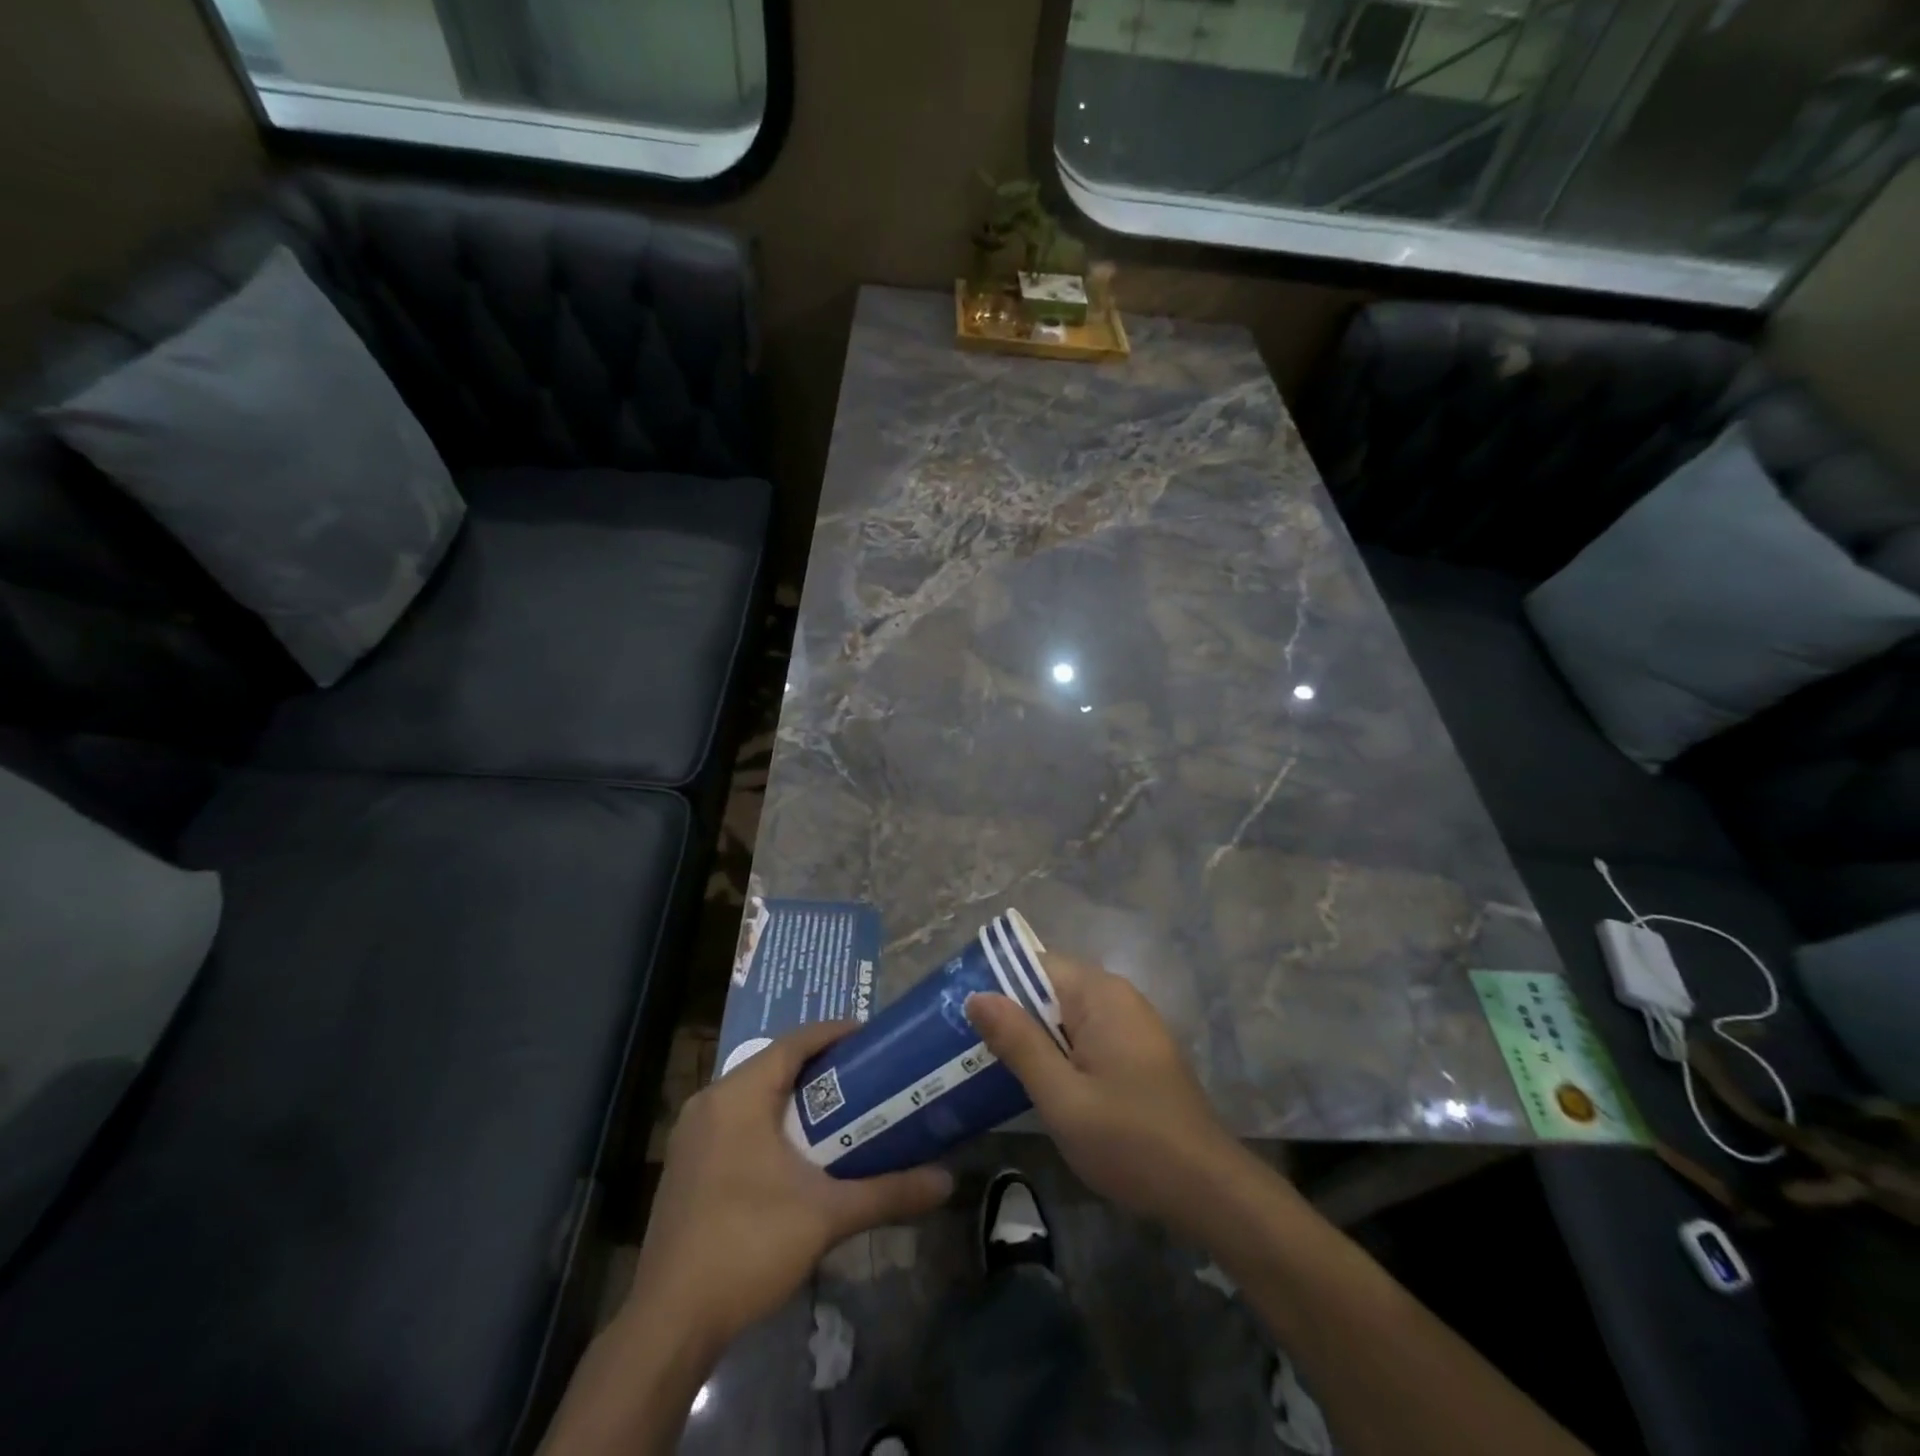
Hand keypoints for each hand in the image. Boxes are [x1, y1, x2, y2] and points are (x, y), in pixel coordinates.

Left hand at [629, 1021, 953, 1354]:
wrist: (669, 1324)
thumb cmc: (749, 1245)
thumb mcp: (827, 1215)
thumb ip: (888, 1192)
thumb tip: (947, 1181)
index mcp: (738, 1095)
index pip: (793, 1043)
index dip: (835, 1034)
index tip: (873, 1038)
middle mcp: (709, 1103)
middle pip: (772, 1065)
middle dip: (819, 1067)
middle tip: (866, 1075)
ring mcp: (691, 1136)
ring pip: (752, 1096)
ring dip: (793, 1097)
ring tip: (840, 1108)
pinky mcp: (686, 1167)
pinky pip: (735, 1123)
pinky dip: (769, 1122)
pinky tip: (796, 1152)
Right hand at [966, 954, 1244, 1235]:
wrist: (1207, 1190)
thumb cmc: (1129, 1141)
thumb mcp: (1061, 1096)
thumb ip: (1019, 1042)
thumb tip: (977, 996)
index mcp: (1100, 994)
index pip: (1036, 963)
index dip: (996, 982)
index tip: (959, 1010)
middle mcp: (1117, 996)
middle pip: (1050, 987)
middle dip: (1011, 1012)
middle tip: (965, 1043)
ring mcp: (1130, 1024)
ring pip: (1065, 1015)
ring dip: (1032, 1035)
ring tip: (988, 1062)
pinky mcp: (1135, 1052)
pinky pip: (1084, 1035)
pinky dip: (1057, 1051)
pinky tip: (1034, 1081)